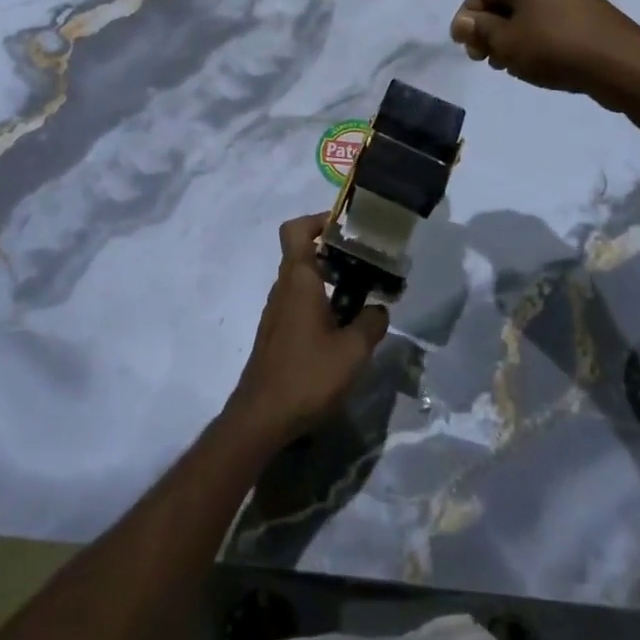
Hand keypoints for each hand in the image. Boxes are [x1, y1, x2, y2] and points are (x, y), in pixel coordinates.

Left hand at [224, 215, 388, 448]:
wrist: (260, 419)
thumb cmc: (307, 376)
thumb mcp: (353, 351)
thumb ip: (371, 323)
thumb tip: (379, 308)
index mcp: (299, 281)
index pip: (296, 230)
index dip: (318, 220)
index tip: (346, 228)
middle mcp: (283, 289)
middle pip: (303, 254)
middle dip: (335, 254)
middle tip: (367, 265)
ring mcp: (276, 313)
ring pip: (303, 282)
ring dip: (330, 282)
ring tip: (362, 299)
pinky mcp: (276, 336)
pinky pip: (299, 304)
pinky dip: (321, 304)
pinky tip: (342, 331)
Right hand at [450, 0, 639, 98]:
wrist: (620, 64)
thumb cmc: (553, 48)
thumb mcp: (506, 43)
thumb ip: (479, 30)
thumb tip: (461, 22)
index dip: (468, 20)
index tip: (466, 49)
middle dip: (491, 29)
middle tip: (486, 59)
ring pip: (528, 9)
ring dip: (512, 34)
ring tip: (509, 64)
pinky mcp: (590, 6)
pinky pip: (550, 16)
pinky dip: (536, 34)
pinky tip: (536, 59)